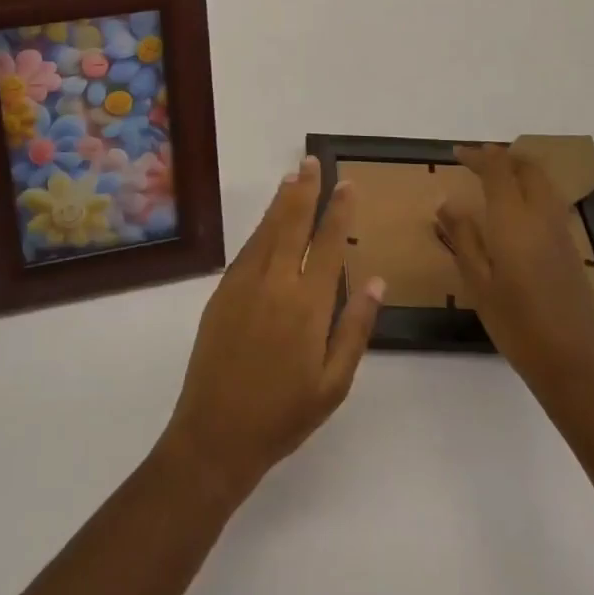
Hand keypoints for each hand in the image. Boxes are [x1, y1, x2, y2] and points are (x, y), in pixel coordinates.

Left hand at [160, 156, 383, 503]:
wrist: (216, 432)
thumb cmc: (284, 414)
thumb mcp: (334, 383)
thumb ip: (355, 328)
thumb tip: (377, 281)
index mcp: (308, 305)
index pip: (328, 243)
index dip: (338, 210)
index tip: (346, 184)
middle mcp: (276, 283)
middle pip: (292, 223)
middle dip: (305, 190)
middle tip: (311, 162)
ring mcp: (244, 283)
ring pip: (267, 230)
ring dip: (280, 201)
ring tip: (292, 177)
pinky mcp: (223, 290)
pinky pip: (247, 248)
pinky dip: (261, 227)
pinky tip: (268, 219)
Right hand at [439, 144, 593, 411]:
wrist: (575, 365)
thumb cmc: (517, 325)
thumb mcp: (478, 283)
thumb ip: (463, 238)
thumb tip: (447, 203)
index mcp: (514, 220)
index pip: (498, 169)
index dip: (477, 156)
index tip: (456, 154)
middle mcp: (542, 217)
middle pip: (528, 168)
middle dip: (503, 157)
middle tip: (477, 162)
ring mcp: (562, 232)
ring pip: (544, 183)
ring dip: (520, 171)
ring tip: (495, 179)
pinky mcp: (572, 250)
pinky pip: (551, 203)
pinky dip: (532, 191)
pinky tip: (516, 212)